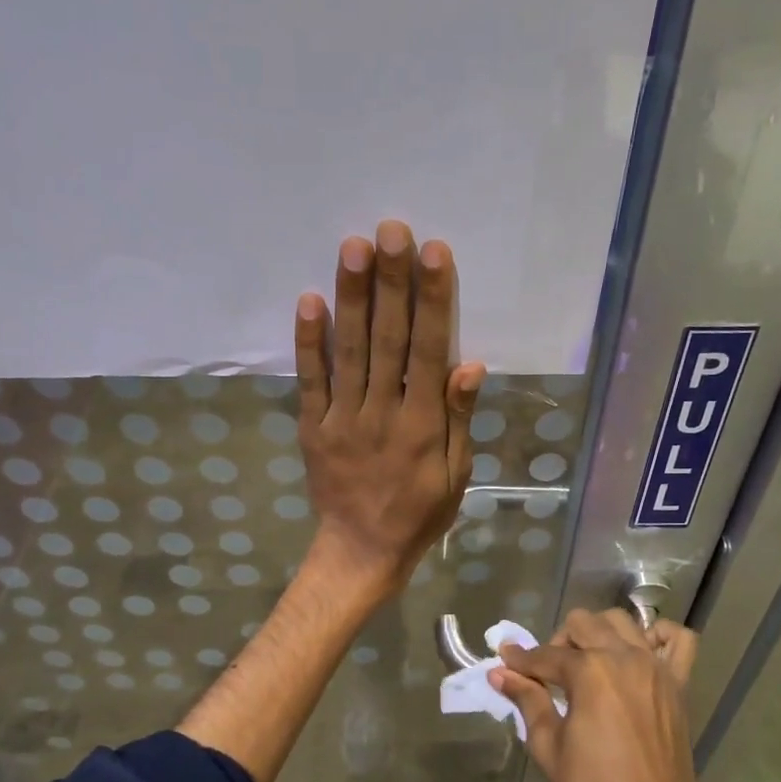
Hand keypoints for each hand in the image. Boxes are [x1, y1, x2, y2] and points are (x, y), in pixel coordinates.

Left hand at [294, 221, 485, 601]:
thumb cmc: (420, 513)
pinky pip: (310, 380)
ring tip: (354, 247)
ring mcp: (343, 418)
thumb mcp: (456, 475)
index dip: (433, 300)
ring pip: (350, 351)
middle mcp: (383, 412)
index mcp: (424, 424)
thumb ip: (460, 419)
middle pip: (389, 339)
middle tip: (391, 230)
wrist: (362, 551)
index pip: (431, 350)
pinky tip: (309, 300)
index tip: (433, 253)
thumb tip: (471, 365)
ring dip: (352, 297)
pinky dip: (309, 342)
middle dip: (391, 282)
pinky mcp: (313, 427)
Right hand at [490, 610, 743, 781]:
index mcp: (590, 672)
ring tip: (588, 663)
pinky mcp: (678, 684)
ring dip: (599, 633)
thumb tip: (499, 673)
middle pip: (583, 624)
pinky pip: (678, 640)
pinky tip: (639, 653)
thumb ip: (527, 701)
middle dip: (558, 642)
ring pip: (623, 622)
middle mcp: (625, 657)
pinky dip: (658, 636)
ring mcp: (656, 668)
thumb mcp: (549, 747)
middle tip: (548, 675)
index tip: (505, 662)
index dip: (520, 660)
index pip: (546, 655)